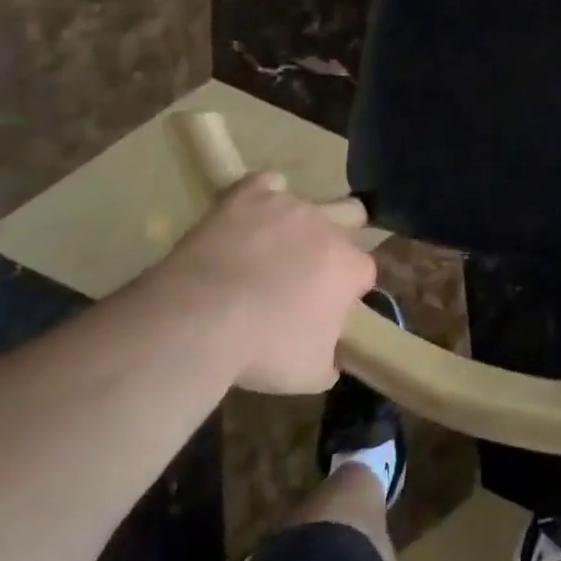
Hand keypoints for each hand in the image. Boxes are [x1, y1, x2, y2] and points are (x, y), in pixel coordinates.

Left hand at [155, 175, 375, 393]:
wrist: (198, 320)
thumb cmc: (263, 350)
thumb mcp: (311, 374)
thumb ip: (332, 357)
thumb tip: (332, 354)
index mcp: (350, 266)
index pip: (362, 272)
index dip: (346, 291)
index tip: (324, 310)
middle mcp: (328, 227)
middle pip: (346, 225)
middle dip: (331, 245)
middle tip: (302, 275)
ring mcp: (288, 205)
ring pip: (303, 206)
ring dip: (293, 227)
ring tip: (265, 253)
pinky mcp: (249, 193)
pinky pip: (265, 185)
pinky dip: (261, 199)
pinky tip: (248, 219)